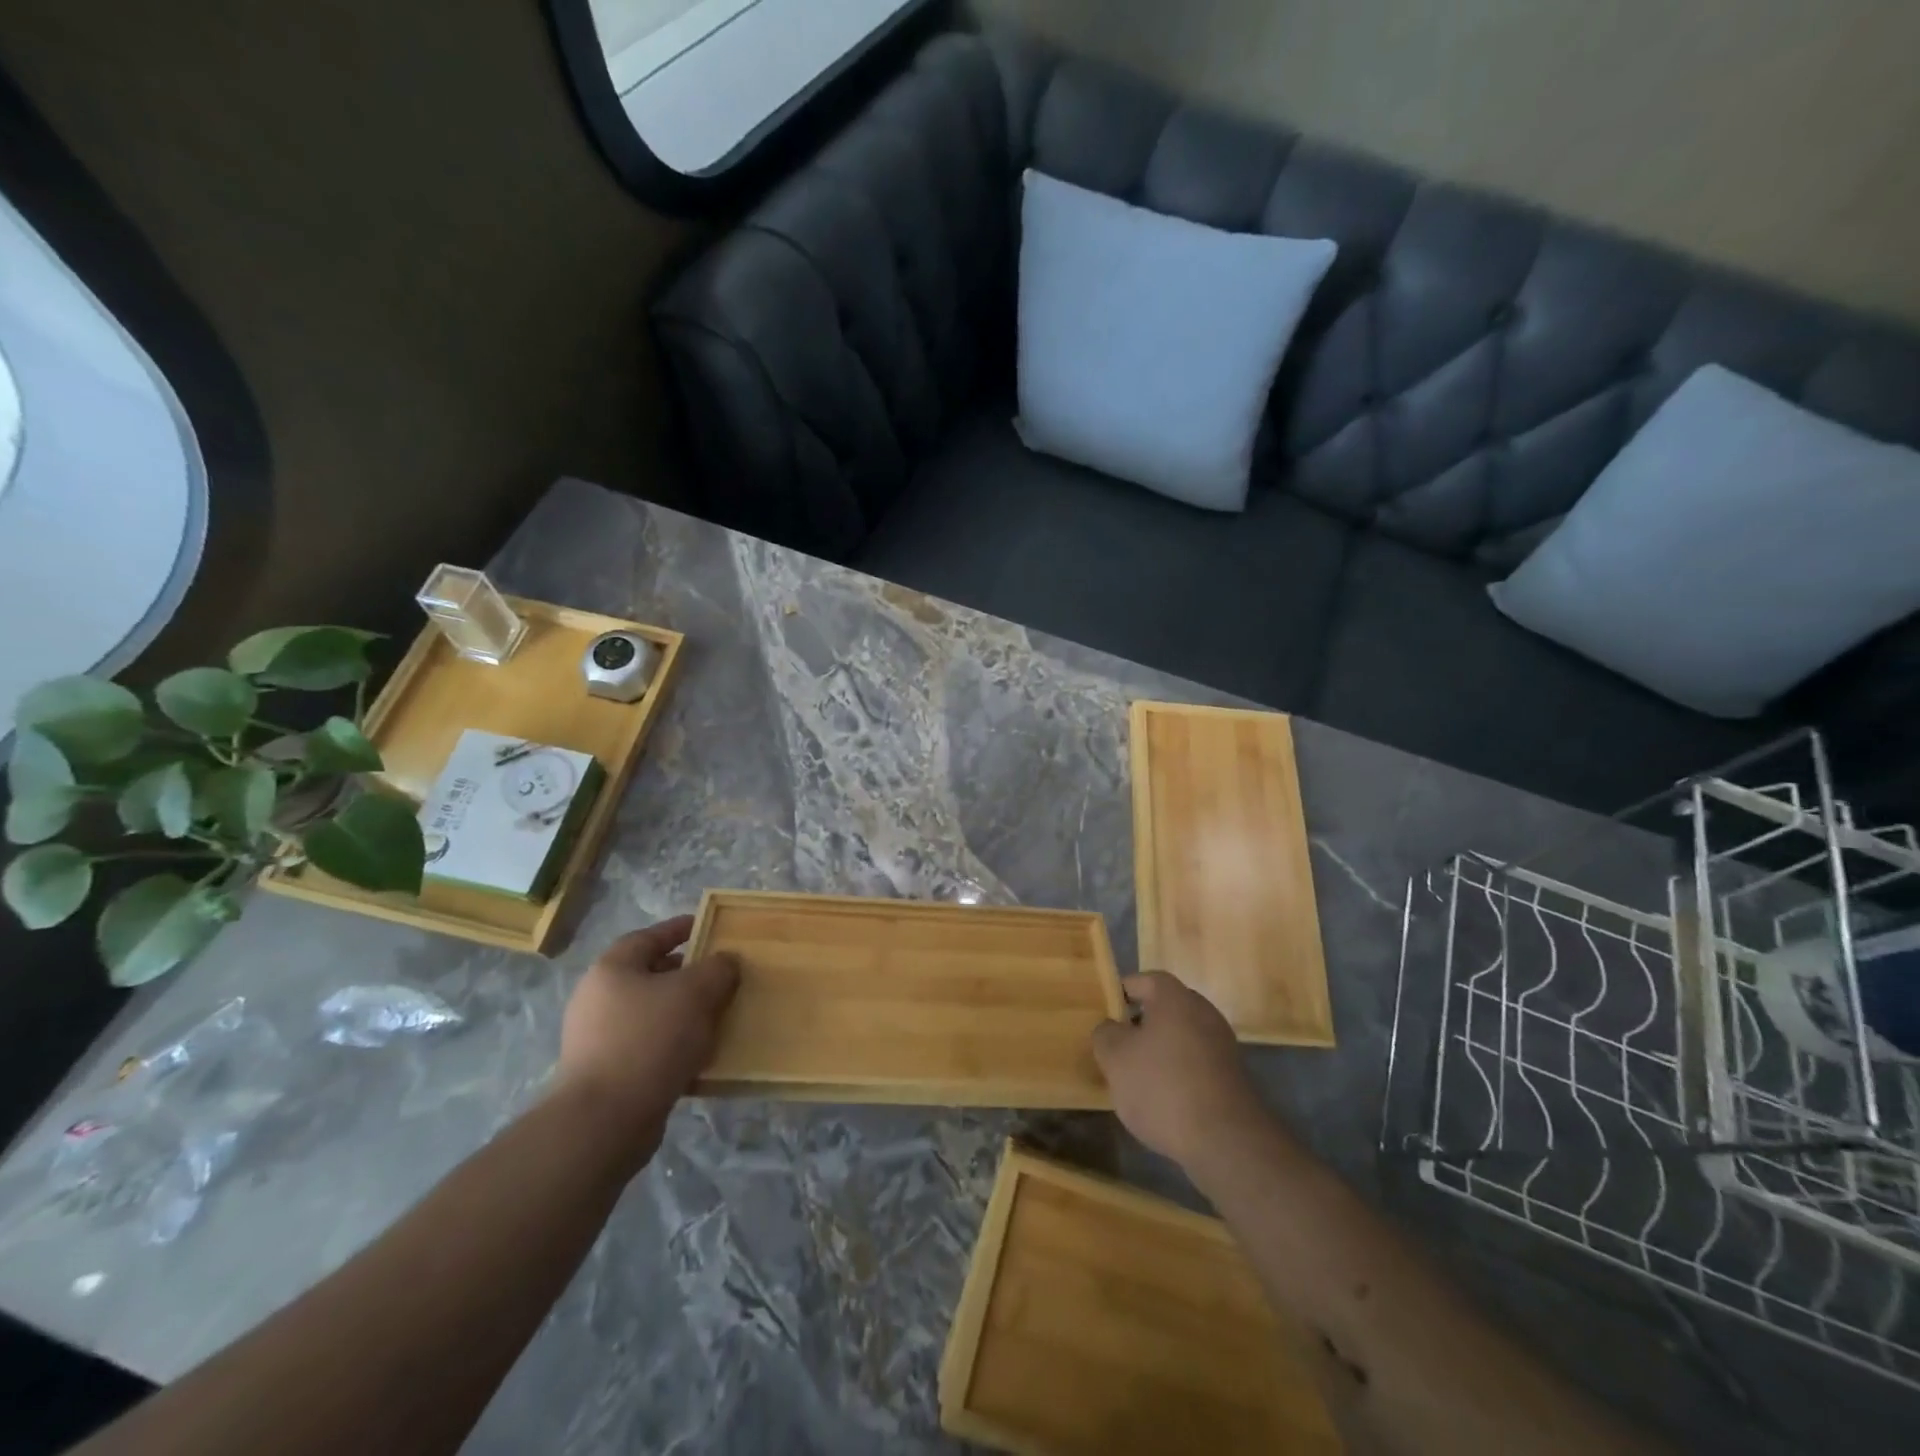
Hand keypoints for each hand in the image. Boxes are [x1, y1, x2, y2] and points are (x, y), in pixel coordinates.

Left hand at [556, 915, 739, 1164]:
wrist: (605, 1121)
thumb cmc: (649, 1039)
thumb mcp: (696, 992)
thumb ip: (717, 968)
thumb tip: (726, 961)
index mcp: (612, 969)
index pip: (650, 936)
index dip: (681, 929)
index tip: (709, 927)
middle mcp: (599, 999)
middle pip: (651, 975)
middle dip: (687, 974)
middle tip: (721, 976)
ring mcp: (598, 1040)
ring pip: (652, 1013)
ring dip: (684, 1013)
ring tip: (718, 1015)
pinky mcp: (607, 1075)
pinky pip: (649, 1048)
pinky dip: (675, 1046)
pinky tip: (702, 1055)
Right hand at [1092, 972, 1269, 1173]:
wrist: (1226, 1142)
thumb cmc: (1162, 1087)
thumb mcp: (1115, 1058)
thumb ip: (1105, 1034)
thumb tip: (1112, 1027)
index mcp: (1175, 997)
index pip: (1143, 980)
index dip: (1121, 994)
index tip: (1105, 1016)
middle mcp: (1203, 1012)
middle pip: (1164, 1009)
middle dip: (1140, 1025)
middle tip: (1118, 1048)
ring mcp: (1222, 1045)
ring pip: (1181, 1037)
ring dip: (1160, 1051)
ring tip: (1138, 1079)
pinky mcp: (1233, 1077)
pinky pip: (1196, 1063)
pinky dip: (1179, 1073)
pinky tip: (1166, 1101)